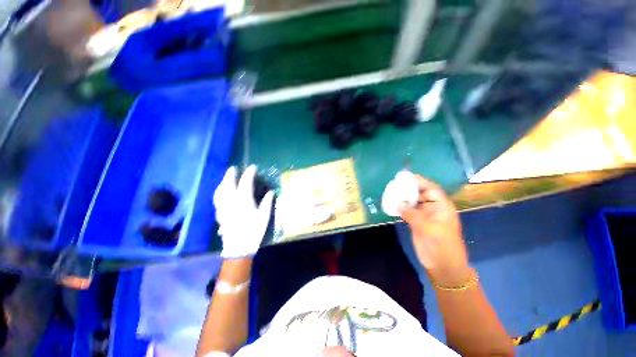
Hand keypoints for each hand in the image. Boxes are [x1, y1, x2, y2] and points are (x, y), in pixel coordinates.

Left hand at [213, 165, 274, 258]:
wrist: (238, 247)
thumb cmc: (254, 231)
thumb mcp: (264, 216)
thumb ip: (267, 202)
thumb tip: (271, 192)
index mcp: (243, 200)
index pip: (245, 182)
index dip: (249, 173)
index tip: (253, 167)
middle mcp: (231, 201)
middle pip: (228, 184)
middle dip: (231, 175)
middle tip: (234, 168)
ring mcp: (223, 207)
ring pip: (220, 190)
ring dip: (223, 182)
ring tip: (226, 178)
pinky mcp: (219, 213)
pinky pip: (217, 198)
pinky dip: (219, 191)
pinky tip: (221, 191)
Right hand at [398, 175, 469, 286]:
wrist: (443, 266)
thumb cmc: (442, 246)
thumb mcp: (428, 229)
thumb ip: (412, 215)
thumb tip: (397, 202)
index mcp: (441, 207)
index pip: (430, 189)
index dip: (419, 181)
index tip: (404, 176)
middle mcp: (433, 208)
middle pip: (420, 194)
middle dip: (408, 188)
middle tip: (394, 184)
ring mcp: (424, 216)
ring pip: (413, 202)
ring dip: (403, 198)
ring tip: (390, 192)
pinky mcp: (417, 222)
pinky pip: (408, 211)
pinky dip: (400, 207)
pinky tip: (391, 205)